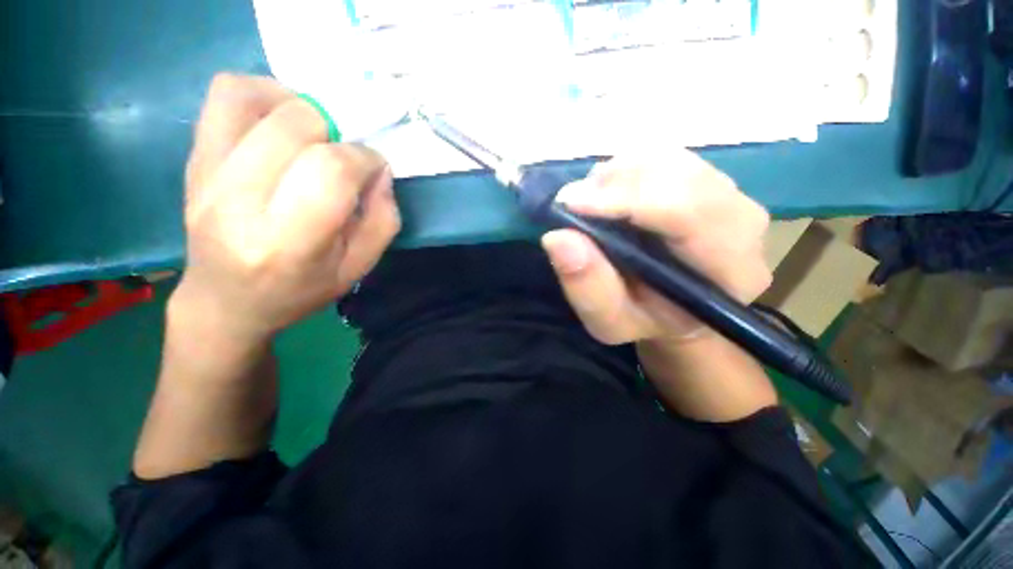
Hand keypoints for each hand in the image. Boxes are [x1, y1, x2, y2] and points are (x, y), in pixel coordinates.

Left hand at [175, 74, 400, 341]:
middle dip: (337, 132)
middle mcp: (239, 202)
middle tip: (343, 155)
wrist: (226, 301)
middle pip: (295, 126)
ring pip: (254, 98)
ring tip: (314, 134)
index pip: (331, 170)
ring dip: (299, 106)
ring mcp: (207, 175)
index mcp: (289, 242)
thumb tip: (379, 170)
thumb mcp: (358, 267)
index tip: (373, 168)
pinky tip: (281, 121)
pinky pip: (225, 96)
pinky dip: (262, 94)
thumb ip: (383, 219)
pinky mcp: (194, 159)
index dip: (364, 158)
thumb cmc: (300, 290)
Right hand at [541, 150, 770, 349]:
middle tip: (571, 203)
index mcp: (730, 269)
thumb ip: (588, 287)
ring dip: (618, 174)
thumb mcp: (609, 321)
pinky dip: (626, 169)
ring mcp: (729, 193)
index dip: (626, 199)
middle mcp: (742, 222)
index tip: (570, 203)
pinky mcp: (708, 180)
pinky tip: (608, 193)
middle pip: (679, 175)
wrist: (673, 307)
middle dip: (615, 183)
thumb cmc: (643, 320)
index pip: (688, 212)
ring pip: (669, 159)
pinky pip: (664, 157)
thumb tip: (557, 236)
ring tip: (588, 202)